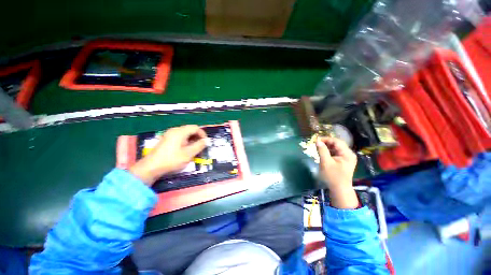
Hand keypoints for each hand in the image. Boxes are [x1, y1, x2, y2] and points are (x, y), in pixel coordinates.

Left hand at [129, 125, 207, 184]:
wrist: (151, 168)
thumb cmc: (172, 160)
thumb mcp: (188, 153)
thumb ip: (199, 145)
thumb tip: (207, 140)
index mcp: (180, 132)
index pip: (195, 128)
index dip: (203, 134)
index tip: (206, 143)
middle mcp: (174, 131)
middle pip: (190, 130)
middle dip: (198, 137)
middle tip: (201, 147)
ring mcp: (169, 135)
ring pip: (185, 134)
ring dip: (192, 140)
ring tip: (195, 150)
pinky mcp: (167, 140)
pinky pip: (180, 137)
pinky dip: (186, 142)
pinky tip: (186, 150)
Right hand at [316, 137, 358, 208]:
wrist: (339, 189)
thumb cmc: (332, 176)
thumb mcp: (326, 162)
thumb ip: (322, 150)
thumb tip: (317, 141)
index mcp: (347, 154)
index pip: (337, 141)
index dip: (326, 139)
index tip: (316, 140)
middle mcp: (349, 154)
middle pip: (337, 144)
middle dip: (326, 143)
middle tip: (316, 144)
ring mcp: (346, 158)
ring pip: (336, 148)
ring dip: (327, 147)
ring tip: (318, 148)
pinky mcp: (343, 161)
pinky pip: (335, 153)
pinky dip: (329, 151)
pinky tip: (322, 153)